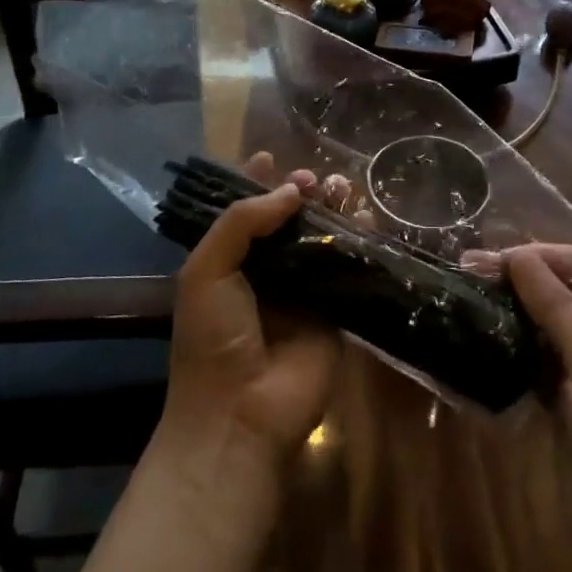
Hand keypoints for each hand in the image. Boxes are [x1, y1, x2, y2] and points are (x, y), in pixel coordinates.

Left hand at [153, 154, 344, 498]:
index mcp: (229, 262)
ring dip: (330, 210)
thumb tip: (291, 191)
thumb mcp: (206, 270)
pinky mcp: (336, 312)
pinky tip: (366, 217)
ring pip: (320, 239)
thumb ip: (242, 221)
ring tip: (341, 187)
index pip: (245, 212)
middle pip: (287, 221)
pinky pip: (349, 269)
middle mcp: (267, 273)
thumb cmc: (212, 338)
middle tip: (313, 178)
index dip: (257, 184)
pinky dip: (359, 241)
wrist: (241, 414)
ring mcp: (303, 292)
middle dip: (299, 193)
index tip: (271, 158)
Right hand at [495, 244, 571, 571]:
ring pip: (552, 327)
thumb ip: (556, 305)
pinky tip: (481, 339)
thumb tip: (517, 255)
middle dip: (526, 281)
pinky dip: (514, 350)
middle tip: (473, 270)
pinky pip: (540, 363)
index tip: (502, 256)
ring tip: (470, 296)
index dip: (550, 256)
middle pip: (571, 294)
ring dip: (516, 313)